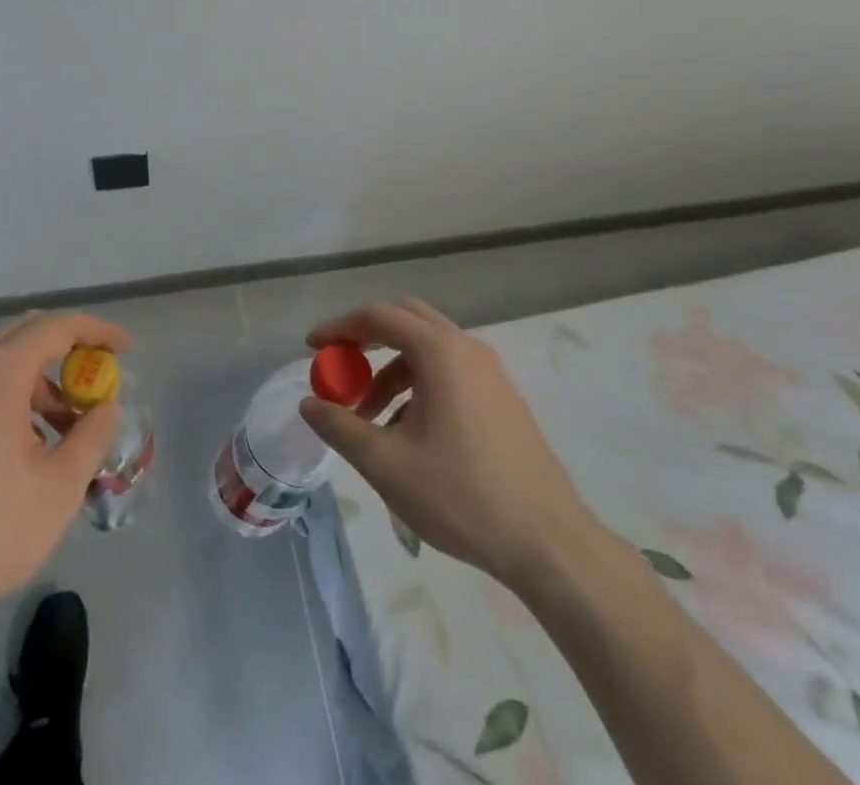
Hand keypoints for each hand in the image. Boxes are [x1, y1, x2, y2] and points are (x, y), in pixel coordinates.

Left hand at [0, 312, 131, 625]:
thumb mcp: (58, 489)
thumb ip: (91, 438)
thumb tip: (104, 407)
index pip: (58, 327)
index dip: (97, 331)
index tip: (125, 348)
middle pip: (28, 336)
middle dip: (70, 350)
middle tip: (99, 378)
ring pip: (2, 365)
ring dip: (41, 382)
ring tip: (64, 431)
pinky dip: (12, 398)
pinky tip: (23, 448)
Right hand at [299, 299, 602, 590]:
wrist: (550, 544)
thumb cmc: (462, 495)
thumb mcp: (387, 464)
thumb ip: (341, 426)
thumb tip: (309, 403)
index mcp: (440, 351)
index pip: (379, 316)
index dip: (339, 328)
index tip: (312, 348)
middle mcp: (467, 349)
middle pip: (406, 320)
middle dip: (366, 339)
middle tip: (340, 367)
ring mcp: (491, 374)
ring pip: (428, 350)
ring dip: (391, 370)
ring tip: (369, 418)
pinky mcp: (502, 400)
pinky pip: (449, 373)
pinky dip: (418, 386)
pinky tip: (408, 434)